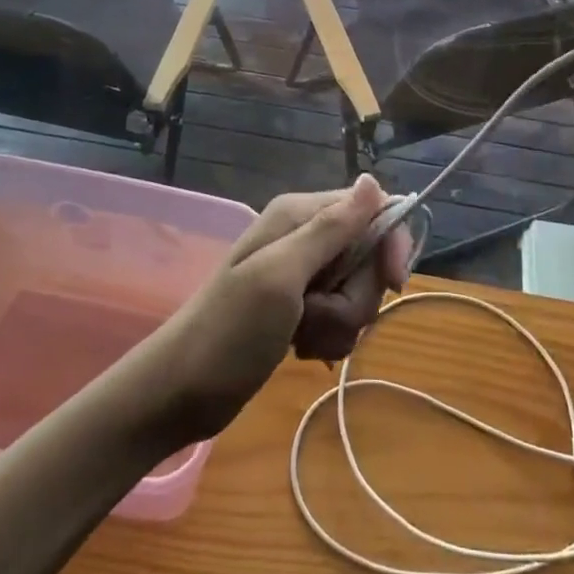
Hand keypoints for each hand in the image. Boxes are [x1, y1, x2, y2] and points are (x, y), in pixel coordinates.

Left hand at [147, 176, 413, 443]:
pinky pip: (341, 316)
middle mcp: (305, 236)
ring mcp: (303, 274)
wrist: (179, 393)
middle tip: (317, 314)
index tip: (393, 282)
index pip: (372, 210)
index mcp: (300, 215)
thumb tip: (373, 180)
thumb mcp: (281, 275)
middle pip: (369, 256)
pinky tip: (301, 349)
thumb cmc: (229, 330)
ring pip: (358, 291)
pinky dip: (328, 336)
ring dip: (339, 322)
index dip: (389, 243)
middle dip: (355, 295)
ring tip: (303, 336)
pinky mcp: (301, 308)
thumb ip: (330, 229)